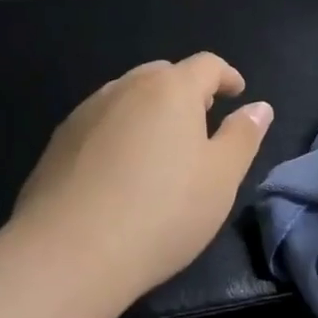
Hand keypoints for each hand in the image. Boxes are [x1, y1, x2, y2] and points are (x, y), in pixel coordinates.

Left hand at [12, 53, 273, 297]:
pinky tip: (120, 169)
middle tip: (202, 120)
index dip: (226, 75)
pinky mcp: (58, 142)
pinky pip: (100, 123)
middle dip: (186, 90)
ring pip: (127, 96)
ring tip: (161, 145)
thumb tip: (259, 106)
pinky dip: (119, 132)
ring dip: (150, 110)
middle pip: (163, 75)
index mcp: (170, 89)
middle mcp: (126, 88)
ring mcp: (86, 113)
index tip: (237, 92)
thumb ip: (243, 136)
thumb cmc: (162, 212)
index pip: (206, 65)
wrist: (69, 253)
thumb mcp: (221, 178)